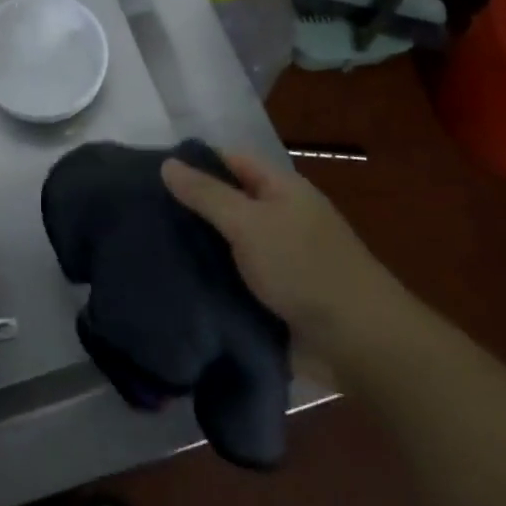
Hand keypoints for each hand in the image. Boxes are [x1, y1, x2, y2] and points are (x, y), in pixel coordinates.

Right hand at [162, 152, 405, 354]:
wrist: (360, 345)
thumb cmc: (304, 268)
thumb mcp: (249, 223)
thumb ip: (206, 194)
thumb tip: (167, 164)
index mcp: (282, 189)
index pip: (231, 161)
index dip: (195, 163)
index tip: (152, 174)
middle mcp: (281, 218)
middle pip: (229, 202)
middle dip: (191, 208)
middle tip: (145, 214)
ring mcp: (280, 259)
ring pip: (229, 244)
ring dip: (200, 248)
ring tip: (151, 248)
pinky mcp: (277, 297)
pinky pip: (236, 278)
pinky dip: (213, 280)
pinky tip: (178, 282)